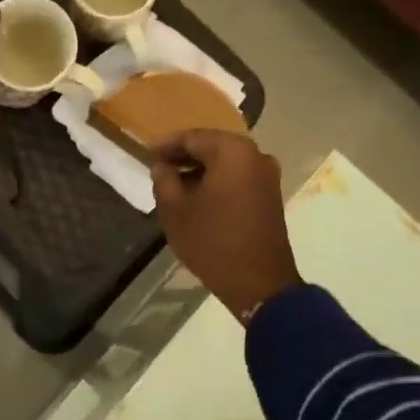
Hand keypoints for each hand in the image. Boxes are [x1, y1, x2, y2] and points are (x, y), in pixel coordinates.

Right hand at [151, 130, 302, 321]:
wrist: (259, 282)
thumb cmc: (212, 241)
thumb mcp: (175, 211)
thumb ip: (164, 181)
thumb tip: (163, 167)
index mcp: (232, 151)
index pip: (193, 137)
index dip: (167, 145)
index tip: (148, 154)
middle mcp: (255, 155)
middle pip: (213, 146)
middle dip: (186, 155)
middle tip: (160, 166)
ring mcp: (267, 175)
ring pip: (227, 162)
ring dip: (202, 169)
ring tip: (175, 184)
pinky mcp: (271, 195)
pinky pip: (239, 177)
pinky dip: (218, 180)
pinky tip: (199, 196)